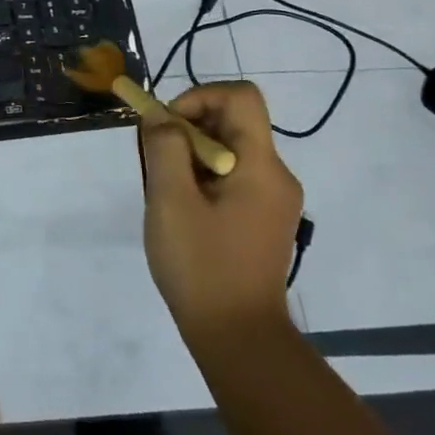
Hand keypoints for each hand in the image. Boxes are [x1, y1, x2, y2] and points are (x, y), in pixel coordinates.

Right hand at [139, 81, 302, 339]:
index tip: (168, 126)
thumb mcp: (170, 201)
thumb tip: (161, 116)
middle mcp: (276, 176)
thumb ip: (164, 148)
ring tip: (165, 192)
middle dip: (187, 129)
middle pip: (233, 122)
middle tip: (157, 161)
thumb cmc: (203, 266)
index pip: (241, 97)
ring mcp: (273, 199)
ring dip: (190, 155)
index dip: (199, 96)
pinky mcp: (263, 219)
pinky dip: (202, 178)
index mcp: (262, 166)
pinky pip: (232, 176)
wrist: (238, 338)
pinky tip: (182, 211)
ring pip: (228, 150)